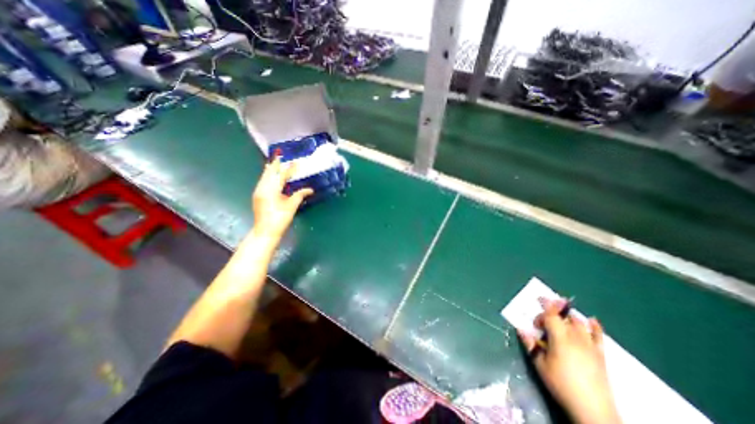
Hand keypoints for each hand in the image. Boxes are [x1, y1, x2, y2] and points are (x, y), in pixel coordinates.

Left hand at [251, 156, 313, 242]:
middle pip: (269, 173)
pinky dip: (267, 176)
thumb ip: (300, 195)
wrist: (265, 231)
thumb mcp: (292, 206)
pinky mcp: (257, 196)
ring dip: (270, 169)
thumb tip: (310, 189)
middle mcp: (263, 188)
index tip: (296, 162)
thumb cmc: (280, 219)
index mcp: (272, 190)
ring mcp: (258, 192)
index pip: (281, 176)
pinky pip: (262, 181)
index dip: (289, 169)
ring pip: (264, 177)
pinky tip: (268, 175)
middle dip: (275, 165)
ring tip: (274, 163)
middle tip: (281, 156)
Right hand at [520, 298, 618, 423]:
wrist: (593, 411)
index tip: (539, 298)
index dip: (545, 305)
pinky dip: (595, 326)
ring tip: (561, 319)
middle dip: (553, 313)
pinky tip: (591, 320)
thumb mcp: (539, 364)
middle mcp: (575, 337)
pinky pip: (599, 336)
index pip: (552, 315)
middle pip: (564, 317)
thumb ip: (530, 344)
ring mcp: (590, 345)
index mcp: (559, 338)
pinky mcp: (600, 355)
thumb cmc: (561, 384)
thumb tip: (521, 329)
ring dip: (569, 317)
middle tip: (542, 322)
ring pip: (579, 323)